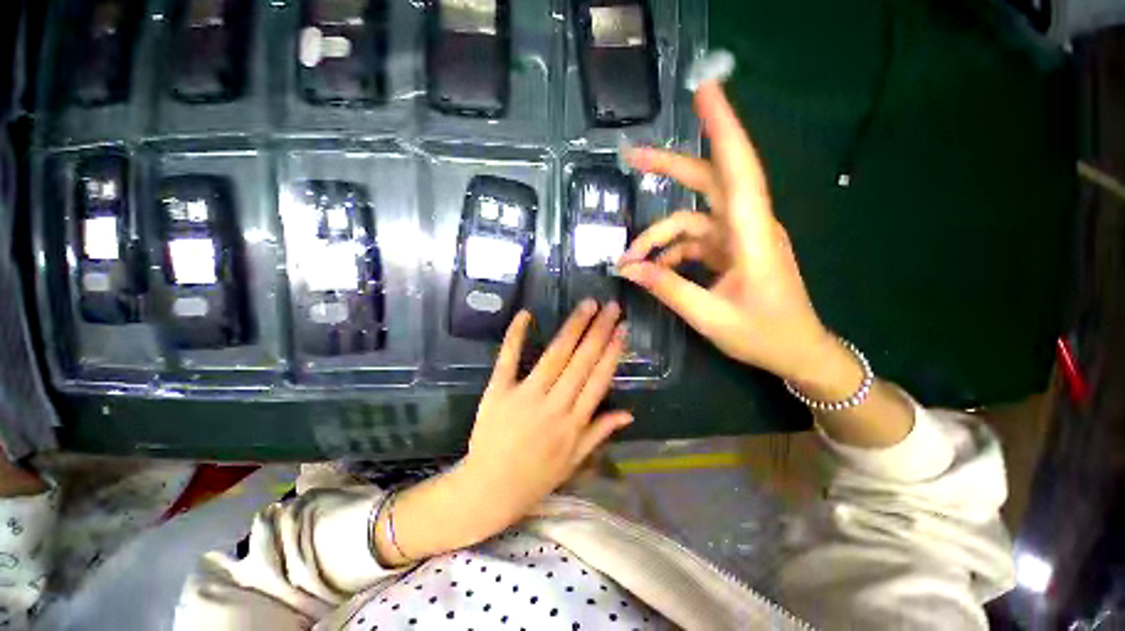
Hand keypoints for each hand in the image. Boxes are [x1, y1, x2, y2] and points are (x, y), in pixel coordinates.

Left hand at [461, 301, 629, 534]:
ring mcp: (525, 396)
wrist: (489, 490)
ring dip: (573, 327)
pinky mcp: (498, 392)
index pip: (599, 380)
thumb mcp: (575, 461)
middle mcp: (555, 405)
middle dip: (599, 331)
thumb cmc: (535, 478)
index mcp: (574, 423)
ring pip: (555, 355)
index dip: (612, 353)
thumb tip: (629, 414)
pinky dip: (516, 336)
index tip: (622, 330)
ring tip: (587, 305)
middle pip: (581, 361)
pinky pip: (508, 359)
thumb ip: (600, 432)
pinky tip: (526, 314)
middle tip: (611, 306)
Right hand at [617, 81, 833, 383]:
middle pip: (709, 181)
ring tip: (630, 259)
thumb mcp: (709, 316)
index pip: (738, 170)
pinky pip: (694, 240)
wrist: (797, 352)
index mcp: (752, 235)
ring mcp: (738, 238)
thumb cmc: (764, 335)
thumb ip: (668, 289)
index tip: (705, 91)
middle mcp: (747, 226)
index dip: (722, 129)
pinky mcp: (732, 250)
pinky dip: (670, 251)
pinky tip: (652, 269)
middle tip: (633, 158)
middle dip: (670, 167)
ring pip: (692, 219)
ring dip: (658, 235)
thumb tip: (629, 269)